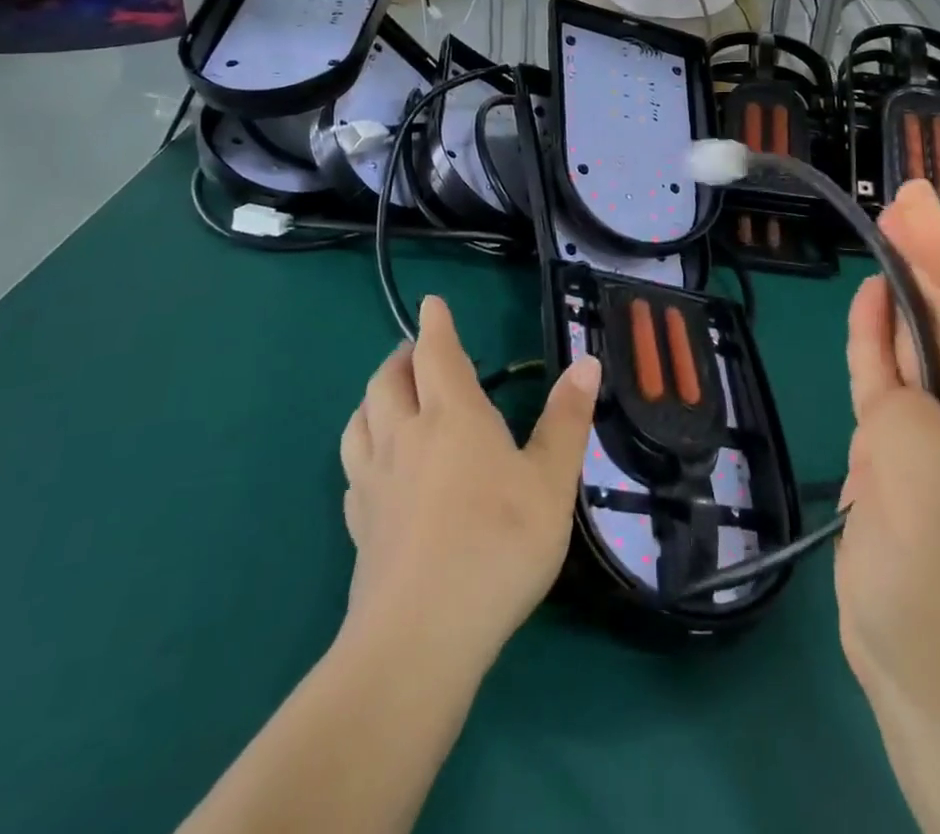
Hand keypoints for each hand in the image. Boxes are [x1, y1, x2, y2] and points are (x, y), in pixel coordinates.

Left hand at [339, 297, 601, 667]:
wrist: (421, 636)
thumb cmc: (498, 544)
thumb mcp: (551, 480)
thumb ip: (567, 419)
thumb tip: (586, 362)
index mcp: (452, 416)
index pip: (437, 353)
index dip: (435, 323)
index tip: (431, 303)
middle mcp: (405, 437)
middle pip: (388, 380)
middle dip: (402, 356)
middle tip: (418, 352)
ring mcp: (374, 482)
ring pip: (360, 420)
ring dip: (374, 397)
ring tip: (389, 397)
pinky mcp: (359, 525)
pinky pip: (352, 470)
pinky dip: (363, 450)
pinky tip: (375, 469)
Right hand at [837, 183, 939, 822]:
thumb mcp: (931, 522)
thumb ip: (909, 429)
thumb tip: (893, 383)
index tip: (915, 214)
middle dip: (935, 261)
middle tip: (901, 200)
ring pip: (928, 346)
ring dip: (908, 291)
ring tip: (886, 232)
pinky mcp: (910, 456)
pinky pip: (894, 382)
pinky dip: (882, 341)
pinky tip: (874, 302)